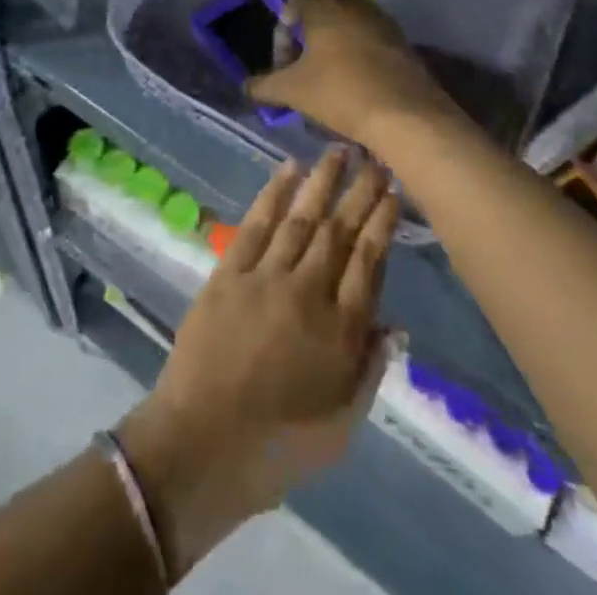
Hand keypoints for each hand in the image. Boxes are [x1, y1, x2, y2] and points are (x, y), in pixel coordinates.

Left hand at [117, 150, 397, 576]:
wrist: (201, 446)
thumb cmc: (278, 446)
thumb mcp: (341, 425)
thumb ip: (370, 369)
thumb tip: (395, 324)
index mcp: (340, 331)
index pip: (369, 262)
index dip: (382, 223)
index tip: (394, 191)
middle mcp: (308, 292)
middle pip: (340, 231)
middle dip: (359, 191)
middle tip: (374, 158)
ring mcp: (266, 277)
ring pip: (302, 217)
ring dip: (322, 181)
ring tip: (338, 150)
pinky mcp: (229, 272)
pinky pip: (256, 223)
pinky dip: (274, 193)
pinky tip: (289, 169)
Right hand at [245, 0, 456, 152]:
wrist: (407, 115)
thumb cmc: (341, 92)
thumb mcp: (293, 91)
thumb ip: (264, 85)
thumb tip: (246, 86)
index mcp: (324, 6)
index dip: (285, 18)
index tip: (285, 54)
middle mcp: (354, 4)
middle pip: (323, 6)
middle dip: (308, 33)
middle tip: (302, 68)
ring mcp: (382, 21)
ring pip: (348, 23)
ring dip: (334, 44)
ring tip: (327, 80)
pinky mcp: (402, 42)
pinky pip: (370, 39)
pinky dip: (358, 55)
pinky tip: (355, 86)